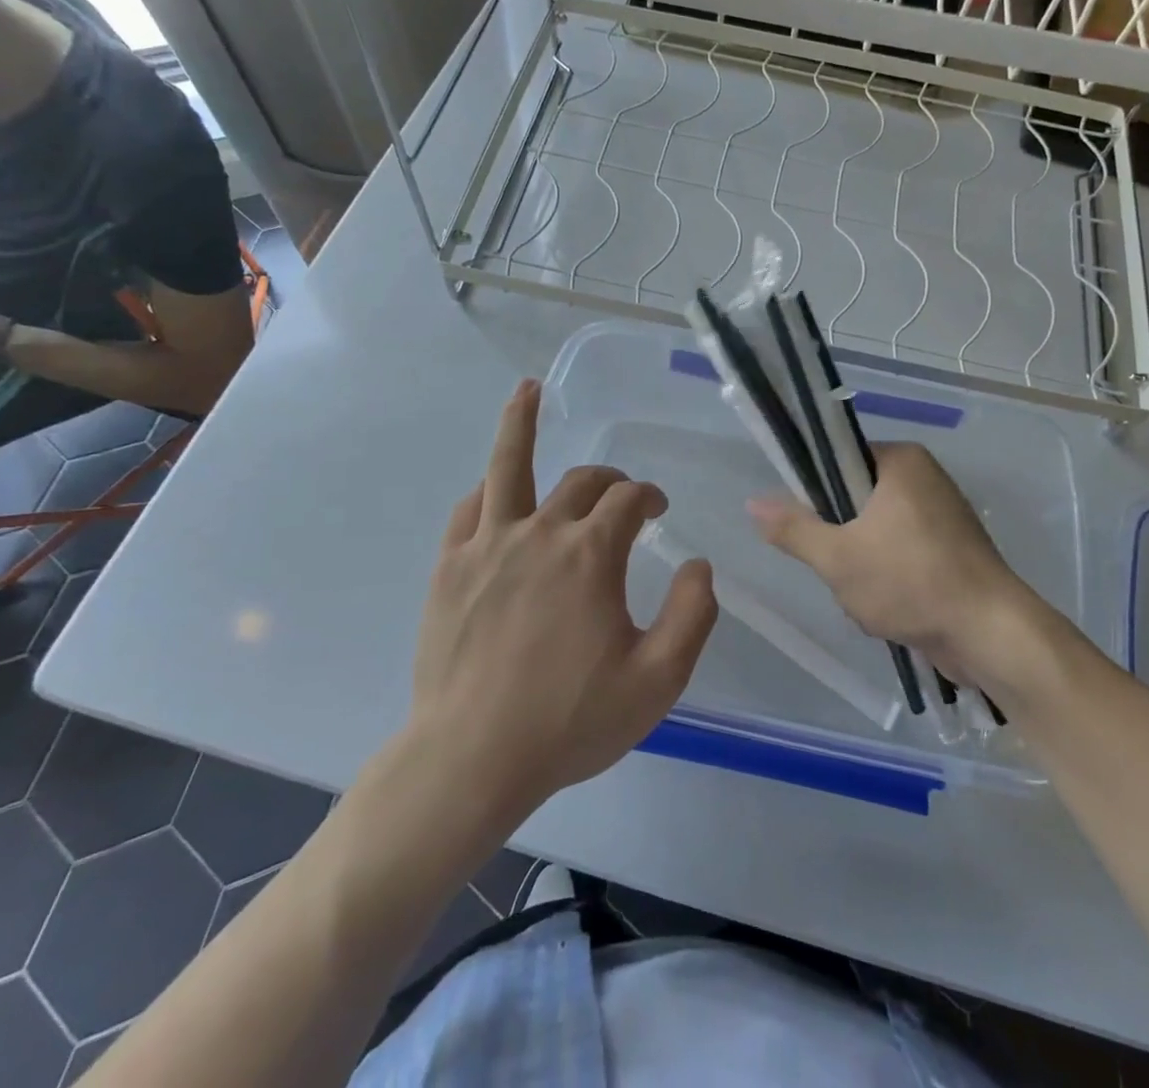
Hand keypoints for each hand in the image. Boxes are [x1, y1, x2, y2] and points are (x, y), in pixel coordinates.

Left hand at [408, 379, 717, 815]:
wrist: (472, 759)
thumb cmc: (570, 721)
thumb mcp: (658, 680)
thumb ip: (693, 615)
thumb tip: (698, 563)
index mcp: (592, 555)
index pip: (630, 500)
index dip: (650, 497)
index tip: (659, 512)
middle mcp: (541, 533)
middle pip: (581, 481)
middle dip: (609, 480)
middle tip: (622, 496)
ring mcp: (488, 545)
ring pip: (508, 466)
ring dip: (521, 423)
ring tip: (526, 389)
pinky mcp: (450, 567)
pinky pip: (469, 509)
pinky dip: (487, 489)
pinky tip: (493, 485)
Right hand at [748, 442, 1052, 689]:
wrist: (991, 635)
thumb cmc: (911, 582)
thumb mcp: (838, 557)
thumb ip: (793, 529)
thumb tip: (753, 502)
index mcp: (901, 461)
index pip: (838, 458)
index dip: (813, 490)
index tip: (804, 524)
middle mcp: (924, 478)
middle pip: (854, 499)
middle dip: (840, 539)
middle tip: (837, 565)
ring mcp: (942, 515)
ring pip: (875, 532)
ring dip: (860, 565)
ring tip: (866, 594)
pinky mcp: (952, 550)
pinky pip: (901, 554)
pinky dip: (888, 579)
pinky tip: (889, 608)